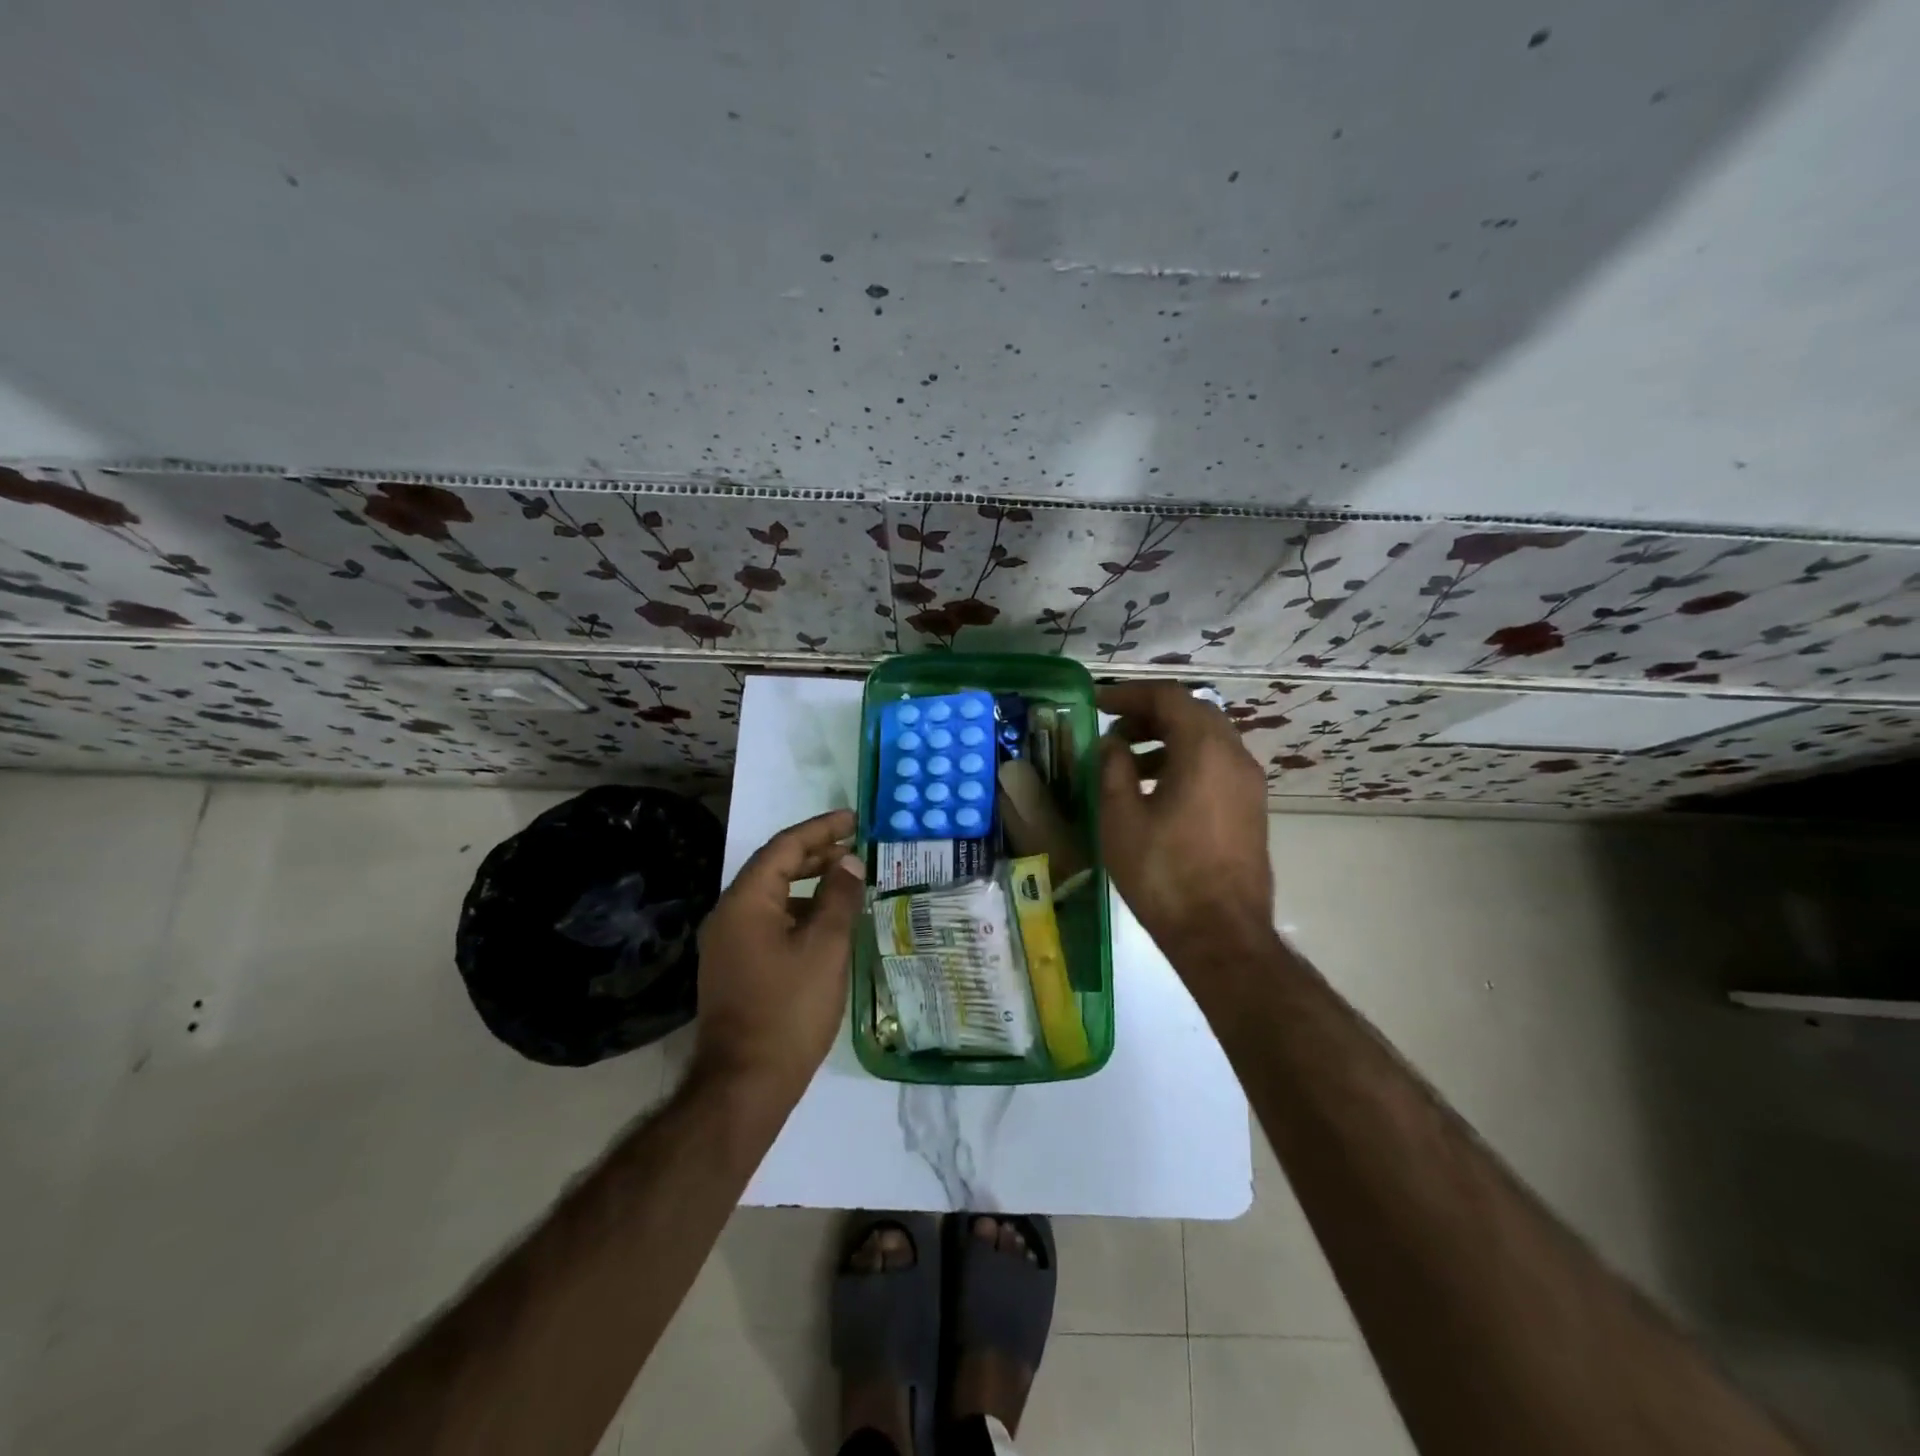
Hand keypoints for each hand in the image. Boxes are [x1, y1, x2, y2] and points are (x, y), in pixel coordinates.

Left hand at [693, 809, 864, 1093]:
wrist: (745, 1084)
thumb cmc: (789, 1009)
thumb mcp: (825, 948)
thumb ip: (838, 898)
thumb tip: (849, 863)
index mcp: (745, 902)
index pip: (784, 847)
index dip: (821, 829)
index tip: (854, 820)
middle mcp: (729, 914)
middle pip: (774, 868)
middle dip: (815, 853)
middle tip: (855, 846)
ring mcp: (728, 943)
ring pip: (772, 897)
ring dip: (808, 883)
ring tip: (846, 881)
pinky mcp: (735, 967)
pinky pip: (768, 922)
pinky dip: (798, 912)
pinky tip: (826, 924)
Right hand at [1097, 682, 1273, 951]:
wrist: (1221, 935)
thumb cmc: (1164, 873)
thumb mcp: (1121, 817)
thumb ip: (1113, 767)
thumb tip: (1112, 743)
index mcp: (1205, 750)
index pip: (1169, 697)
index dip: (1129, 694)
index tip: (1098, 704)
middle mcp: (1235, 756)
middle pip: (1193, 712)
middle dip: (1150, 714)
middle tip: (1113, 730)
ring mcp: (1249, 784)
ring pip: (1207, 739)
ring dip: (1167, 739)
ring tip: (1127, 764)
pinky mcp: (1251, 808)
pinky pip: (1217, 765)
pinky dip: (1185, 761)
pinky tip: (1156, 791)